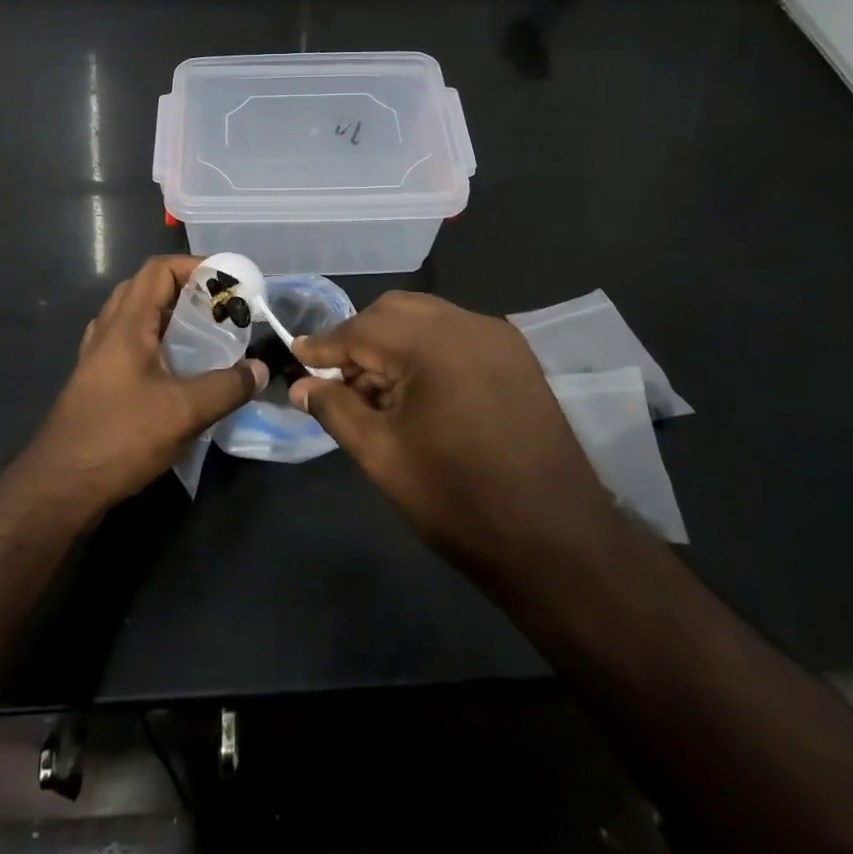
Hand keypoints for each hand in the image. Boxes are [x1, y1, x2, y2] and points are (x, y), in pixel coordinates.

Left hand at [28, 255, 264, 513]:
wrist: (59, 488)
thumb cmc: (120, 437)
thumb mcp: (184, 411)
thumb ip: (228, 387)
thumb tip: (261, 369)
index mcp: (126, 324)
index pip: (158, 270)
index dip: (195, 266)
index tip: (229, 281)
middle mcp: (107, 331)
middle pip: (145, 288)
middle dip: (185, 289)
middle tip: (219, 308)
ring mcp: (97, 358)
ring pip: (134, 318)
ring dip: (168, 317)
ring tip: (202, 335)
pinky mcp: (96, 384)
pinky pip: (128, 346)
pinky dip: (155, 344)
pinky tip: (175, 370)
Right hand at [290, 291, 619, 582]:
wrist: (557, 541)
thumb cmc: (458, 501)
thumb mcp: (382, 456)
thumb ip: (335, 409)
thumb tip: (300, 386)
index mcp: (434, 344)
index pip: (363, 328)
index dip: (325, 344)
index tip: (295, 355)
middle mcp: (469, 324)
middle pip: (395, 311)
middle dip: (360, 338)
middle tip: (336, 379)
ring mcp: (498, 336)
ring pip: (427, 318)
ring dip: (393, 342)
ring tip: (374, 390)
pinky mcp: (516, 355)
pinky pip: (456, 334)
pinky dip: (426, 350)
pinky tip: (417, 390)